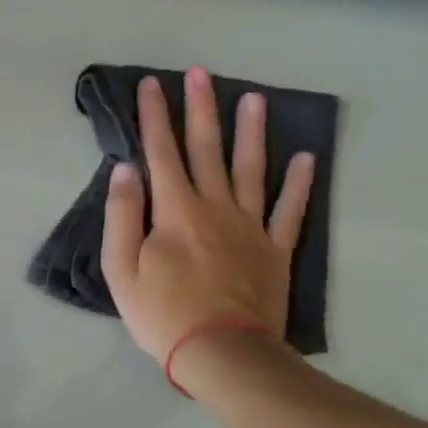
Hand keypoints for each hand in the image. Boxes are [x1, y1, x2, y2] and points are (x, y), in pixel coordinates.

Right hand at [101, 69, 314, 363]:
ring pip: (252, 169)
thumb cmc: (162, 313)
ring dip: (252, 132)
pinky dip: (299, 184)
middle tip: (202, 73)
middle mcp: (215, 206)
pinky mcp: (275, 250)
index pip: (161, 152)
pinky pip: (290, 210)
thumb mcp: (121, 269)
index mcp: (175, 210)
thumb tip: (126, 169)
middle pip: (207, 149)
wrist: (223, 354)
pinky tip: (305, 158)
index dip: (154, 116)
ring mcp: (250, 226)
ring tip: (255, 99)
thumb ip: (122, 215)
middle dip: (201, 108)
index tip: (151, 84)